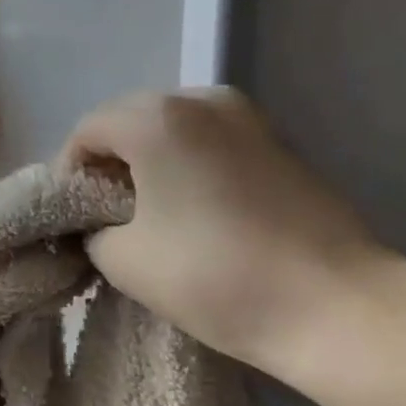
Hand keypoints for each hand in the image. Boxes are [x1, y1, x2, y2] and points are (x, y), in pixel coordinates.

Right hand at [61, 88, 391, 376]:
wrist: (336, 306)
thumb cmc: (214, 275)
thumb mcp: (123, 259)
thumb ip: (92, 228)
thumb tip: (101, 221)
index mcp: (156, 118)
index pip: (87, 131)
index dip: (69, 172)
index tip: (71, 215)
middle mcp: (200, 99)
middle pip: (129, 120)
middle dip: (109, 161)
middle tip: (105, 212)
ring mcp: (247, 116)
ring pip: (173, 126)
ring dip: (150, 160)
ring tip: (150, 209)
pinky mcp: (278, 140)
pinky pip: (210, 139)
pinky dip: (189, 162)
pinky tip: (194, 206)